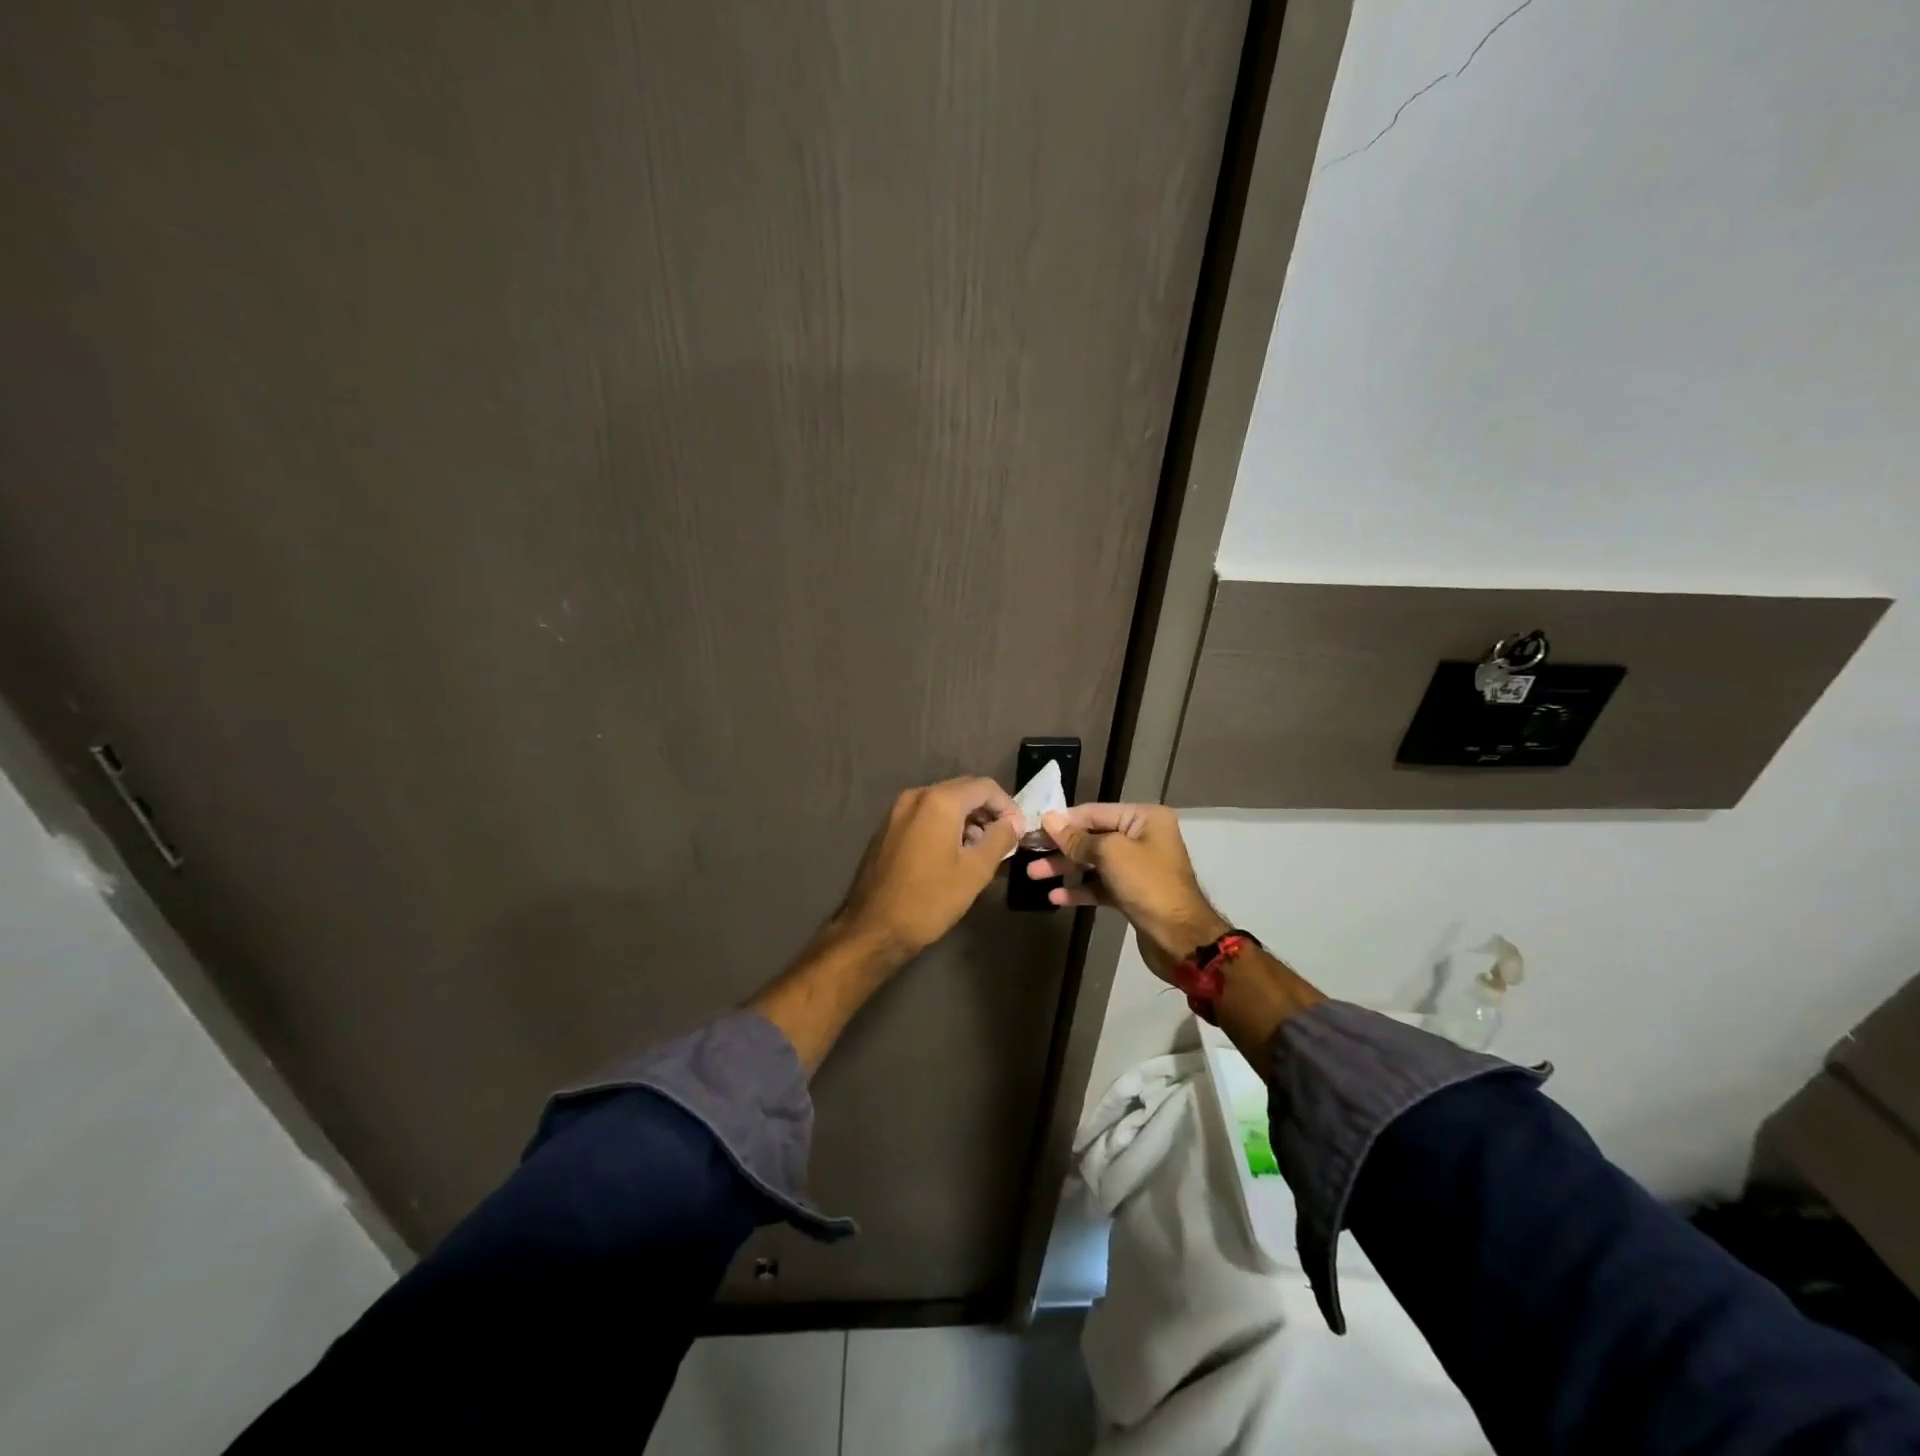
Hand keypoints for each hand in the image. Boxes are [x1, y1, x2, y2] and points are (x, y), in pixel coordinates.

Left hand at [830, 777, 1023, 960]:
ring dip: (967, 820)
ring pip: (943, 803)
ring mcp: (897, 811)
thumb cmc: (929, 899)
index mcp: (939, 801)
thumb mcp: (975, 871)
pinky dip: (945, 826)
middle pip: (963, 790)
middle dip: (988, 811)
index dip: (1008, 806)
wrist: (873, 928)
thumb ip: (1000, 838)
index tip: (1019, 832)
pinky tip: (953, 854)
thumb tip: (1012, 823)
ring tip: (981, 851)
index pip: (985, 787)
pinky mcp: (888, 828)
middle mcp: (916, 796)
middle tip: (1004, 840)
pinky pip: (925, 816)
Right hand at [1030, 803, 1229, 980]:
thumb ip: (1077, 838)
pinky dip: (1080, 889)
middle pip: (1092, 837)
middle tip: (1029, 853)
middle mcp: (1143, 837)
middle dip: (1061, 847)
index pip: (1094, 812)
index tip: (1033, 828)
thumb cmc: (1147, 884)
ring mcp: (1138, 867)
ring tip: (1033, 875)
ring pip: (1094, 862)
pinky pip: (1101, 885)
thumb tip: (1049, 819)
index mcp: (1144, 818)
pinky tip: (1056, 897)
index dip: (1063, 821)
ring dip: (1065, 868)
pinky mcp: (1132, 893)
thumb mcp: (1110, 854)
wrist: (1180, 937)